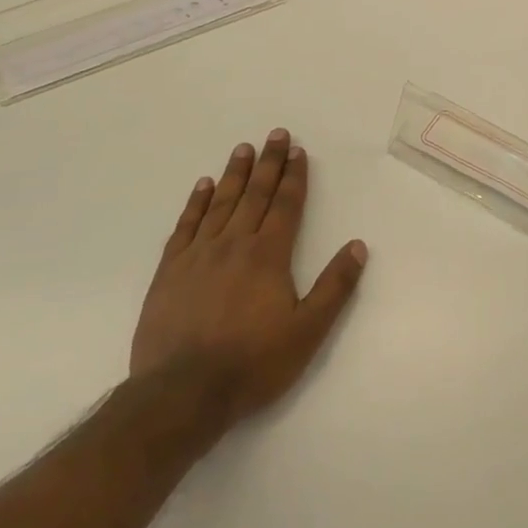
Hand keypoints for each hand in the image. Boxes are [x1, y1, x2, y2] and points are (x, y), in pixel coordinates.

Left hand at [132, 129, 366, 423]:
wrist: (182, 393)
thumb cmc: (253, 363)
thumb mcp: (307, 331)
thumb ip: (334, 287)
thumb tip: (357, 246)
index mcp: (268, 256)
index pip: (285, 206)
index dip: (293, 177)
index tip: (298, 151)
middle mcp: (234, 244)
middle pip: (255, 195)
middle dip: (268, 163)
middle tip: (275, 134)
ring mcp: (198, 255)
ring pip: (220, 203)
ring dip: (235, 174)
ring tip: (243, 148)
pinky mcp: (170, 271)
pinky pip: (186, 226)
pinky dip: (196, 203)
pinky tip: (203, 186)